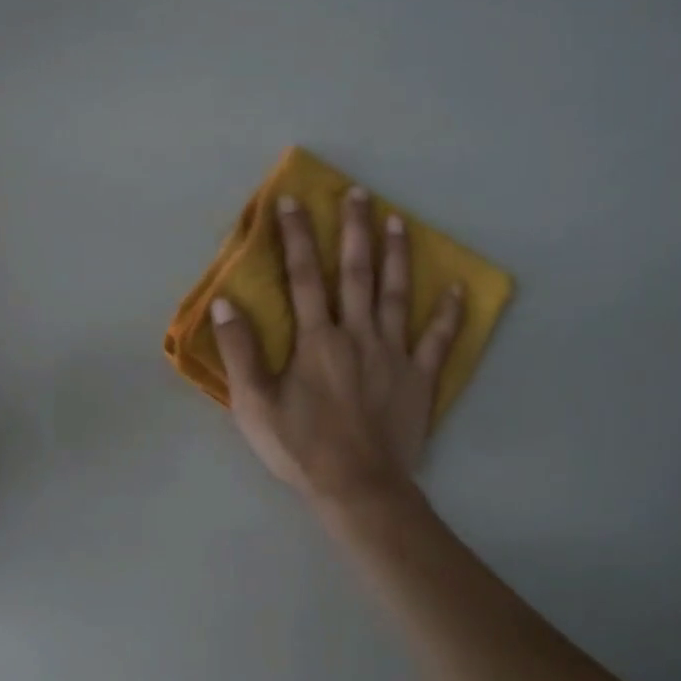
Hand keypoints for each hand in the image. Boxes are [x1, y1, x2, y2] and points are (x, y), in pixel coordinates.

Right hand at [211, 188, 462, 503]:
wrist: (358, 487)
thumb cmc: (300, 446)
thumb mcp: (254, 403)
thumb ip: (240, 350)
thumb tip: (224, 302)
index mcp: (316, 339)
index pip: (302, 277)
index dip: (296, 237)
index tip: (292, 201)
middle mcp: (357, 335)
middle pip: (356, 273)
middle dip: (354, 230)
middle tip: (358, 193)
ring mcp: (393, 355)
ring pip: (396, 295)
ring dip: (396, 255)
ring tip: (398, 221)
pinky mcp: (419, 379)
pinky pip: (438, 341)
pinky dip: (448, 314)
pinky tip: (457, 289)